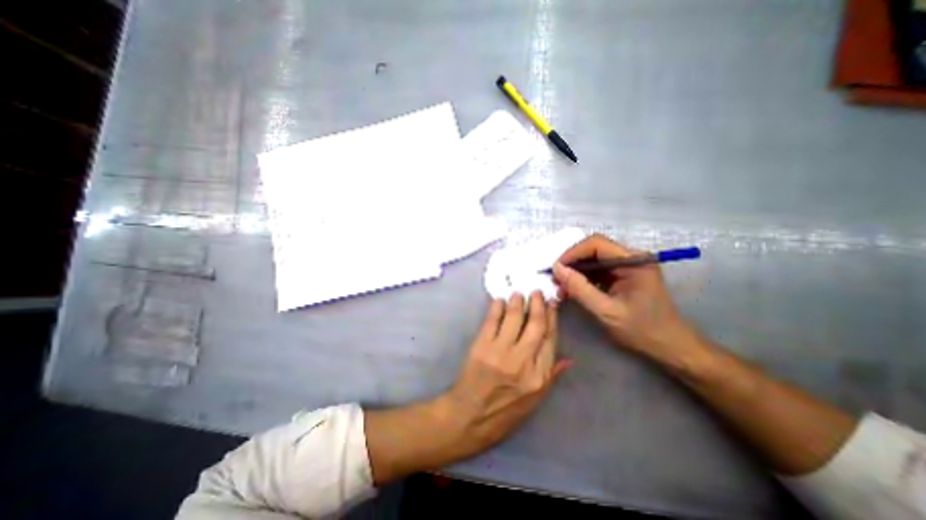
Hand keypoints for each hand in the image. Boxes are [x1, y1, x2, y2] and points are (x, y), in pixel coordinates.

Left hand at [443, 290, 567, 456]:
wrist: (470, 417)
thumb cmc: (505, 412)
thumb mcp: (535, 402)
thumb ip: (551, 376)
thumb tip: (568, 358)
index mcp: (539, 376)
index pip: (550, 339)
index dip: (552, 318)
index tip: (552, 304)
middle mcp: (522, 361)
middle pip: (535, 324)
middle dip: (537, 304)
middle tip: (536, 292)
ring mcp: (500, 352)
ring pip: (514, 318)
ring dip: (517, 301)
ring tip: (519, 293)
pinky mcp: (481, 346)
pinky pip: (492, 320)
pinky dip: (497, 307)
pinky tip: (500, 300)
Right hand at [549, 233, 694, 358]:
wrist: (669, 346)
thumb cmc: (641, 330)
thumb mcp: (606, 311)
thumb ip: (580, 288)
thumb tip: (556, 268)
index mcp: (634, 261)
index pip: (596, 243)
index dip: (572, 253)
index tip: (556, 269)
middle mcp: (632, 257)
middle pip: (593, 249)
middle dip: (572, 263)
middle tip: (556, 280)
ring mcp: (628, 265)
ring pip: (593, 259)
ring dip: (576, 271)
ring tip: (562, 288)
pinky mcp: (623, 274)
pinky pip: (597, 269)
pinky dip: (583, 278)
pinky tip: (574, 290)